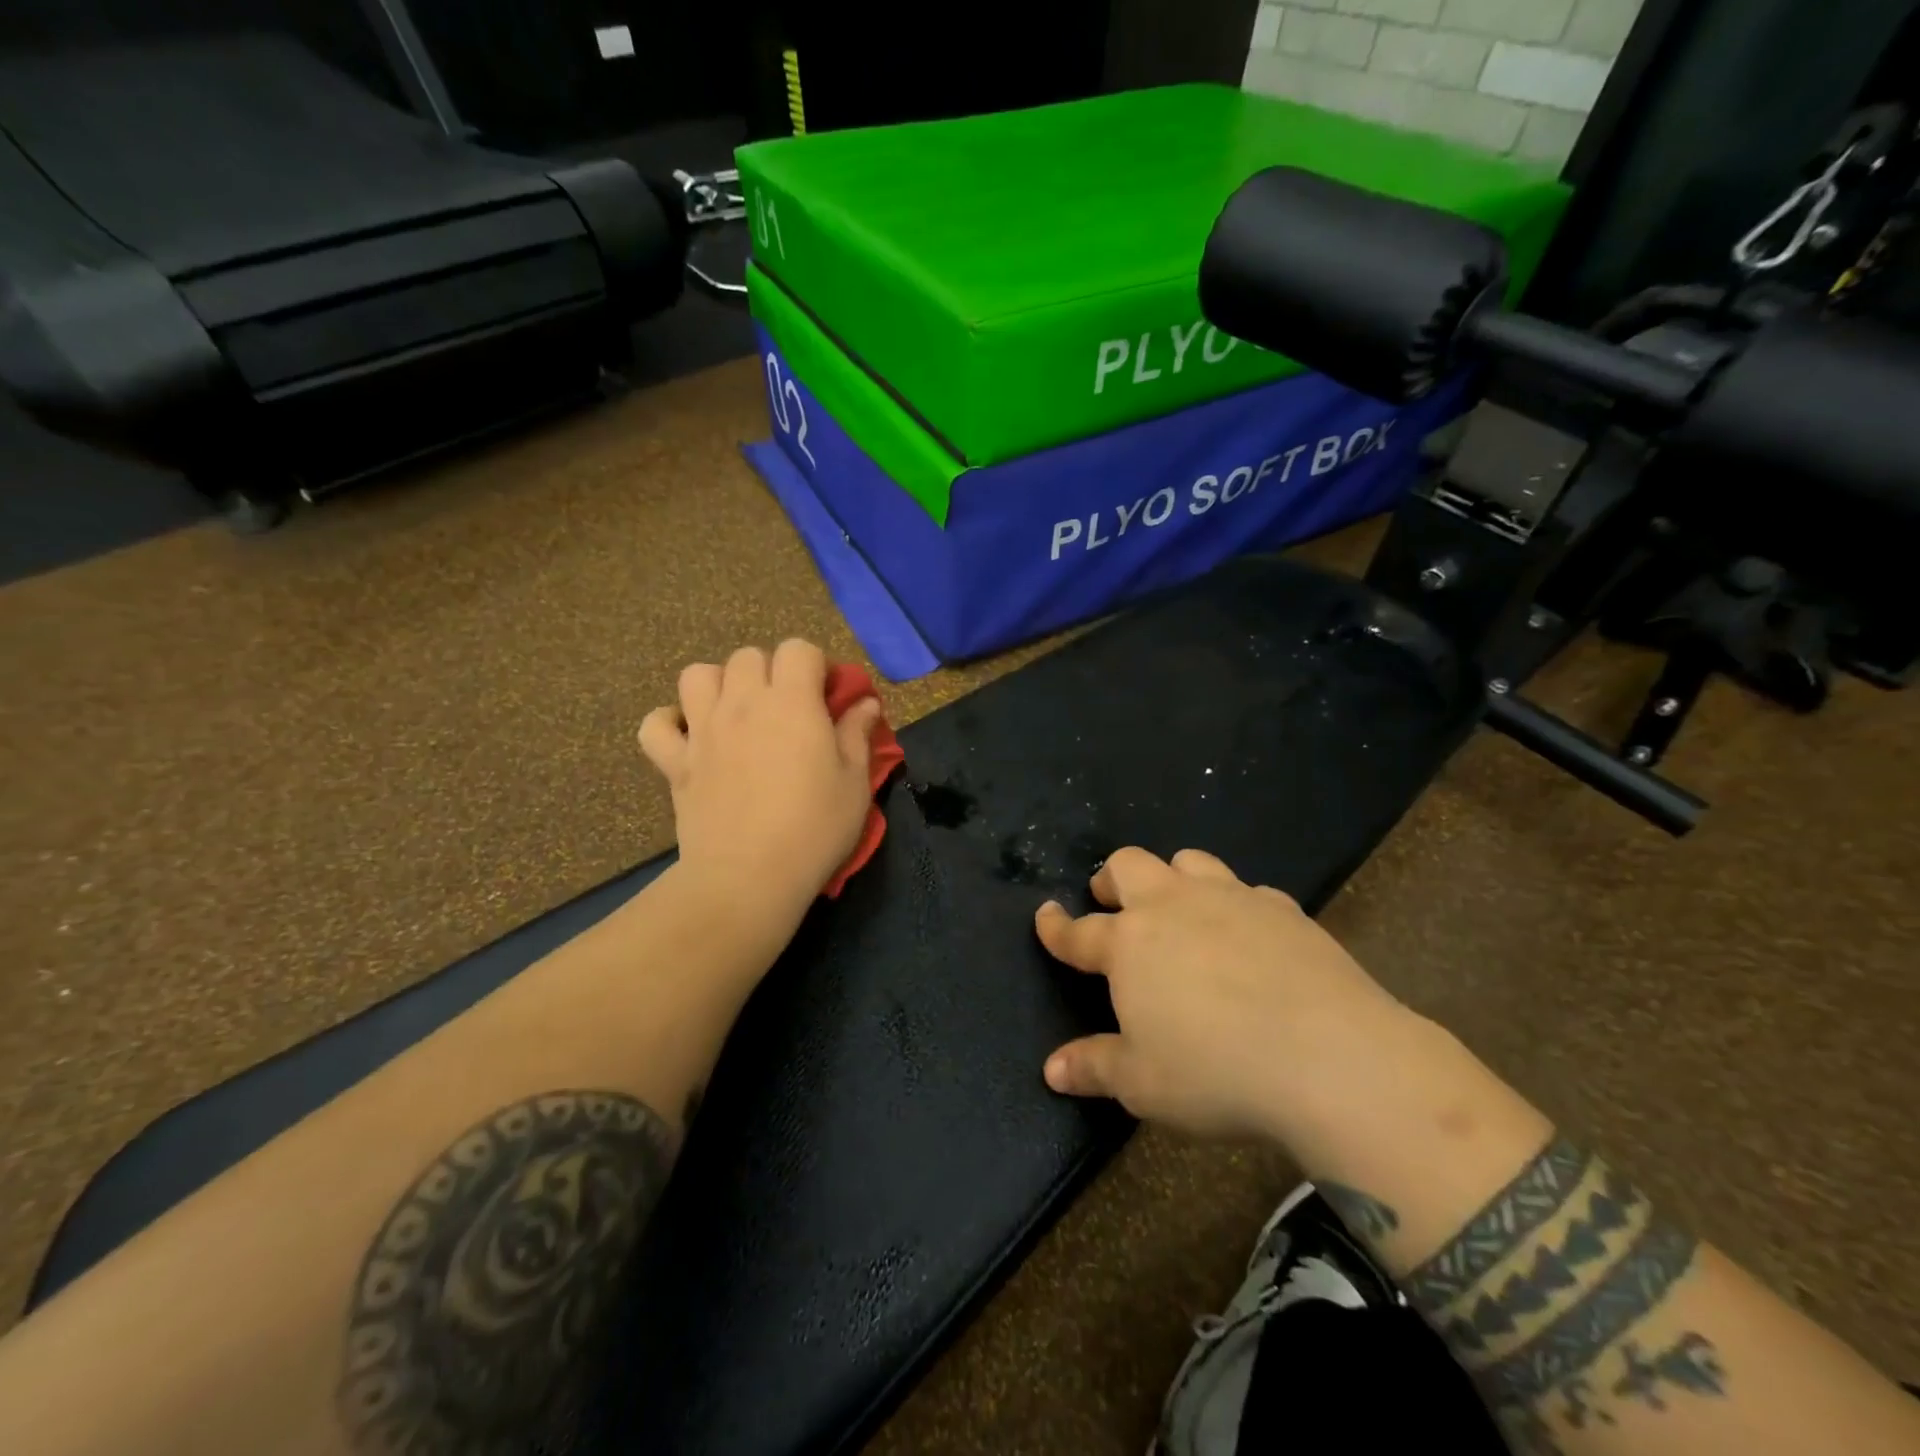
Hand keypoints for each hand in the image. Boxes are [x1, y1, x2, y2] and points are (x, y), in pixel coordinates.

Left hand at [640, 640, 881, 911]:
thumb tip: (864, 703)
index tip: (828, 698)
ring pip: (697, 675)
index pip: (799, 649)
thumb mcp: (855, 781)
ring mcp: (702, 730)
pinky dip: (670, 724)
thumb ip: (857, 734)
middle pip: (748, 656)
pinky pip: (655, 725)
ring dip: (719, 685)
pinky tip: (690, 738)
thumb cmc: (814, 828)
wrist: (748, 877)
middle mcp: (742, 703)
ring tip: (737, 713)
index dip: (816, 666)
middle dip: (771, 671)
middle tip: (788, 710)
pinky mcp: (675, 762)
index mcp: (792, 702)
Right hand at [1035, 847, 1419, 1144]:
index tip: (1045, 916)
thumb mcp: (1144, 1084)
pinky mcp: (1282, 908)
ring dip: (1172, 878)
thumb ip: (1094, 1067)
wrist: (1330, 1058)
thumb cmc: (1217, 1073)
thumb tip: (1051, 1070)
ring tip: (1177, 907)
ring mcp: (1230, 899)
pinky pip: (1246, 890)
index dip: (1056, 926)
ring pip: (1188, 861)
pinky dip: (1234, 904)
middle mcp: (1173, 907)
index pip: (1079, 932)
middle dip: (1111, 879)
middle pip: (1129, 866)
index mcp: (1130, 944)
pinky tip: (1247, 934)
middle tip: (1110, 902)